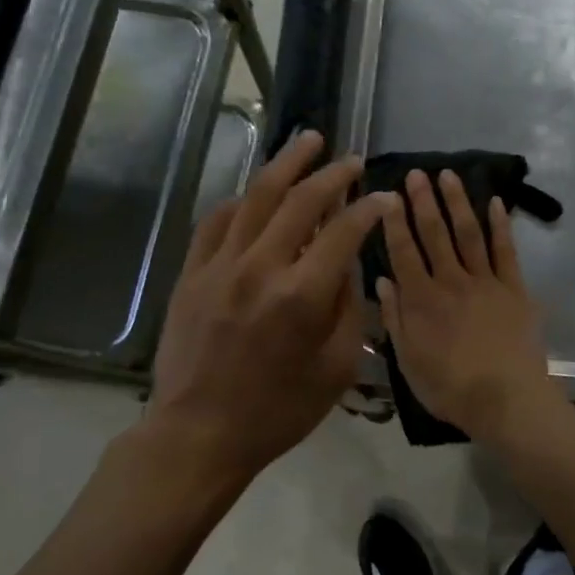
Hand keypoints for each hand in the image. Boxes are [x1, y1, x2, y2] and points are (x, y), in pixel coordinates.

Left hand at [148, 131, 390, 482]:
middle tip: (350, 160)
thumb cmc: (278, 411)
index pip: (343, 231)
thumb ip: (348, 309)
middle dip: (332, 174)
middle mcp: (261, 268)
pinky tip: (255, 190)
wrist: (199, 433)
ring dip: (285, 164)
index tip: (383, 198)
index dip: (368, 208)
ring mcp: (220, 266)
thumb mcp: (336, 370)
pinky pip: (217, 220)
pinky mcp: (191, 273)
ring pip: (255, 197)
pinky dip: (241, 199)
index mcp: (302, 296)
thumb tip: (348, 264)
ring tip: (306, 140)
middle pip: (300, 201)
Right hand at [375, 169, 565, 442]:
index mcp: (421, 300)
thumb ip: (394, 319)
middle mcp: (451, 281)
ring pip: (468, 233)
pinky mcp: (514, 289)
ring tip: (449, 175)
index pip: (403, 251)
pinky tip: (495, 202)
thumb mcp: (408, 361)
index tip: (388, 195)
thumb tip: (382, 280)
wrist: (506, 400)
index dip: (395, 222)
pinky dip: (500, 225)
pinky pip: (506, 251)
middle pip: (435, 234)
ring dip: (458, 202)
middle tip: (417, 173)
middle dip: (424, 201)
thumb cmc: (450, 388)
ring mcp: (485, 282)